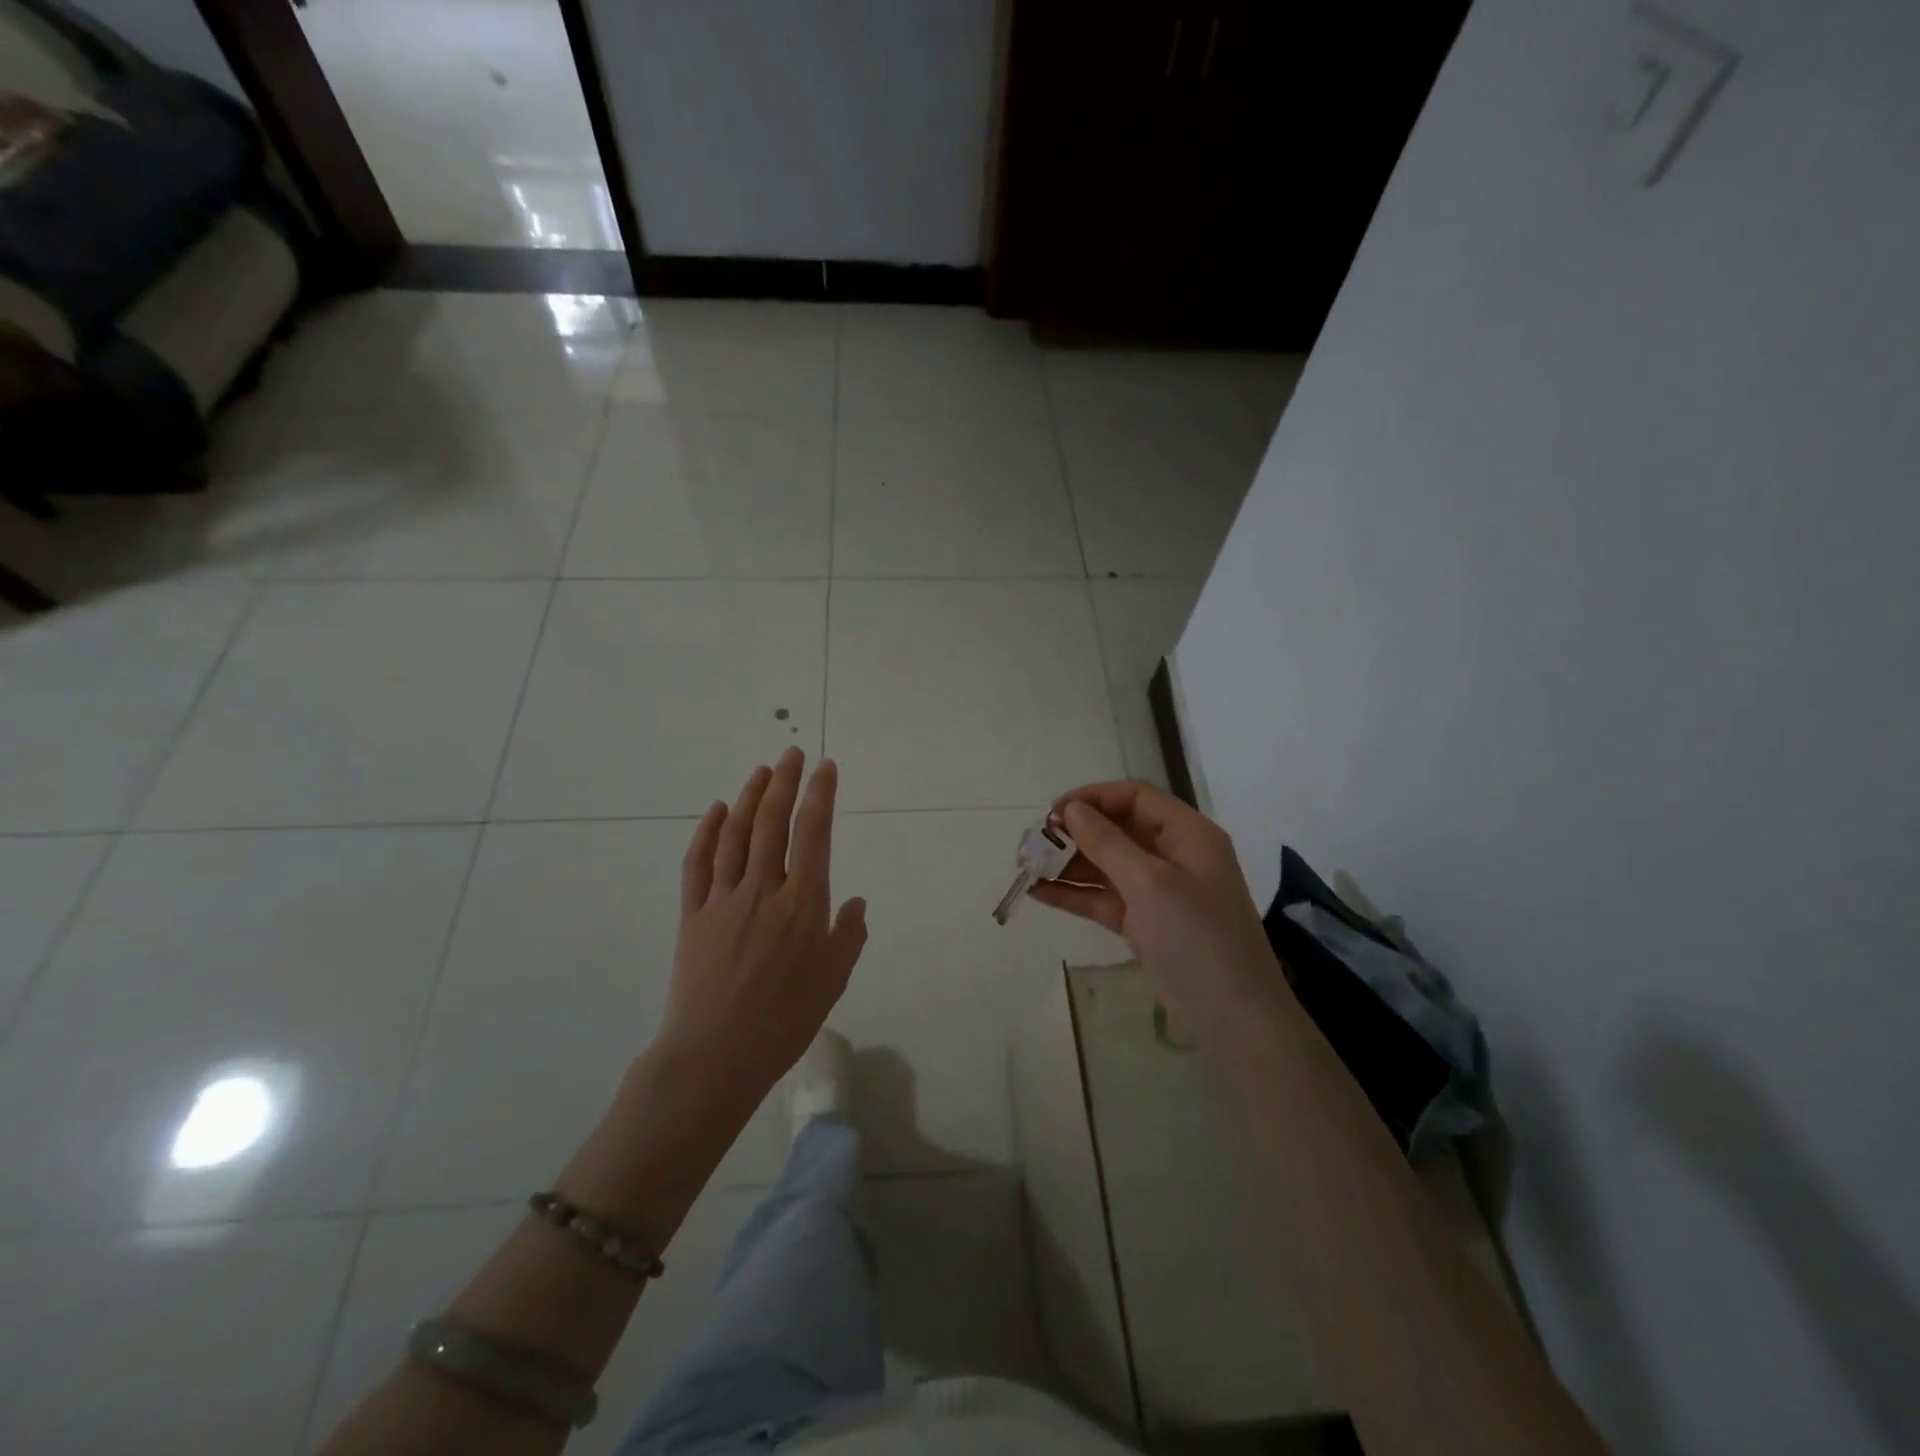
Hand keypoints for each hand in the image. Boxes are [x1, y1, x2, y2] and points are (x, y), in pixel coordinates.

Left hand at [654, 749, 867, 1109]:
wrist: (715, 1056)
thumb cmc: (784, 1021)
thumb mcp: (834, 980)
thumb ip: (849, 935)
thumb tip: (855, 902)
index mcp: (803, 903)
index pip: (813, 833)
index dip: (820, 794)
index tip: (826, 767)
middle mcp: (763, 889)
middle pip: (772, 822)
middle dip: (784, 781)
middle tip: (792, 752)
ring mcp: (723, 898)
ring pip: (736, 834)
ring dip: (748, 797)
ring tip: (761, 770)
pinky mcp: (692, 914)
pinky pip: (698, 863)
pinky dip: (706, 832)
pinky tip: (714, 810)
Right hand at [1031, 780, 1288, 1059]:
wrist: (1233, 1017)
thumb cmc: (1197, 936)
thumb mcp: (1150, 883)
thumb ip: (1107, 843)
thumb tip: (1072, 810)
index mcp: (1187, 834)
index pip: (1135, 797)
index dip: (1093, 798)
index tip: (1053, 812)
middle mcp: (1174, 855)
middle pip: (1117, 829)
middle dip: (1075, 833)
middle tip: (1033, 842)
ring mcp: (1159, 891)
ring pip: (1107, 865)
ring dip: (1068, 864)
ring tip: (1026, 867)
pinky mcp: (1145, 923)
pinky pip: (1104, 898)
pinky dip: (1075, 894)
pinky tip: (1039, 893)